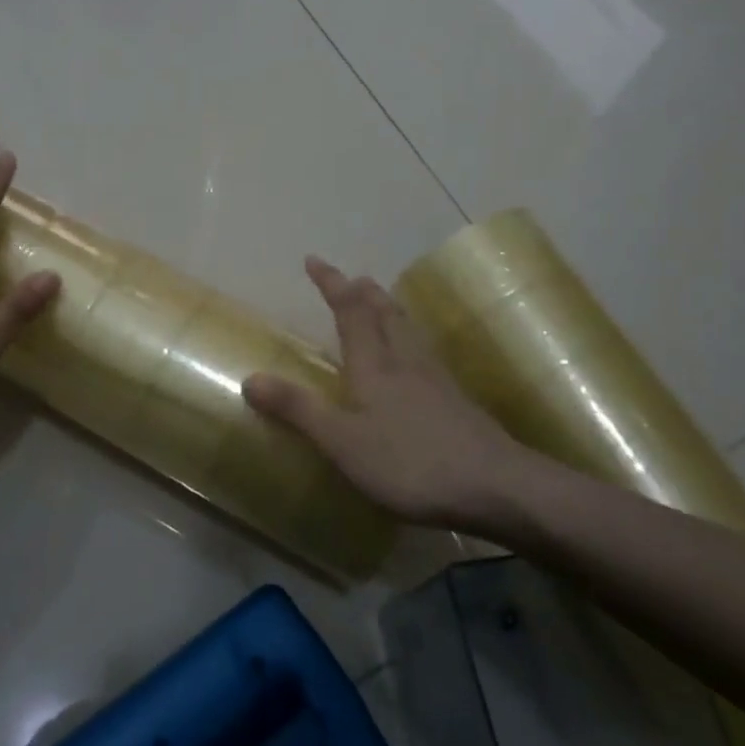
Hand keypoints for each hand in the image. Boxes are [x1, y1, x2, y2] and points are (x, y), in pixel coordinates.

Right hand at [243, 256, 526, 529]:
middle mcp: (406, 361)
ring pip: (409, 330)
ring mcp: (436, 379)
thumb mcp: (342, 442)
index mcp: (374, 365)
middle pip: (386, 313)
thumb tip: (250, 377)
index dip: (331, 283)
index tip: (314, 260)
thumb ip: (298, 410)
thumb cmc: (410, 462)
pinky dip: (411, 339)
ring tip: (382, 304)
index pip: (350, 311)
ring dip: (391, 309)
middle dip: (365, 292)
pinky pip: (426, 353)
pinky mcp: (456, 401)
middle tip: (353, 279)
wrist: (495, 485)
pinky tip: (417, 359)